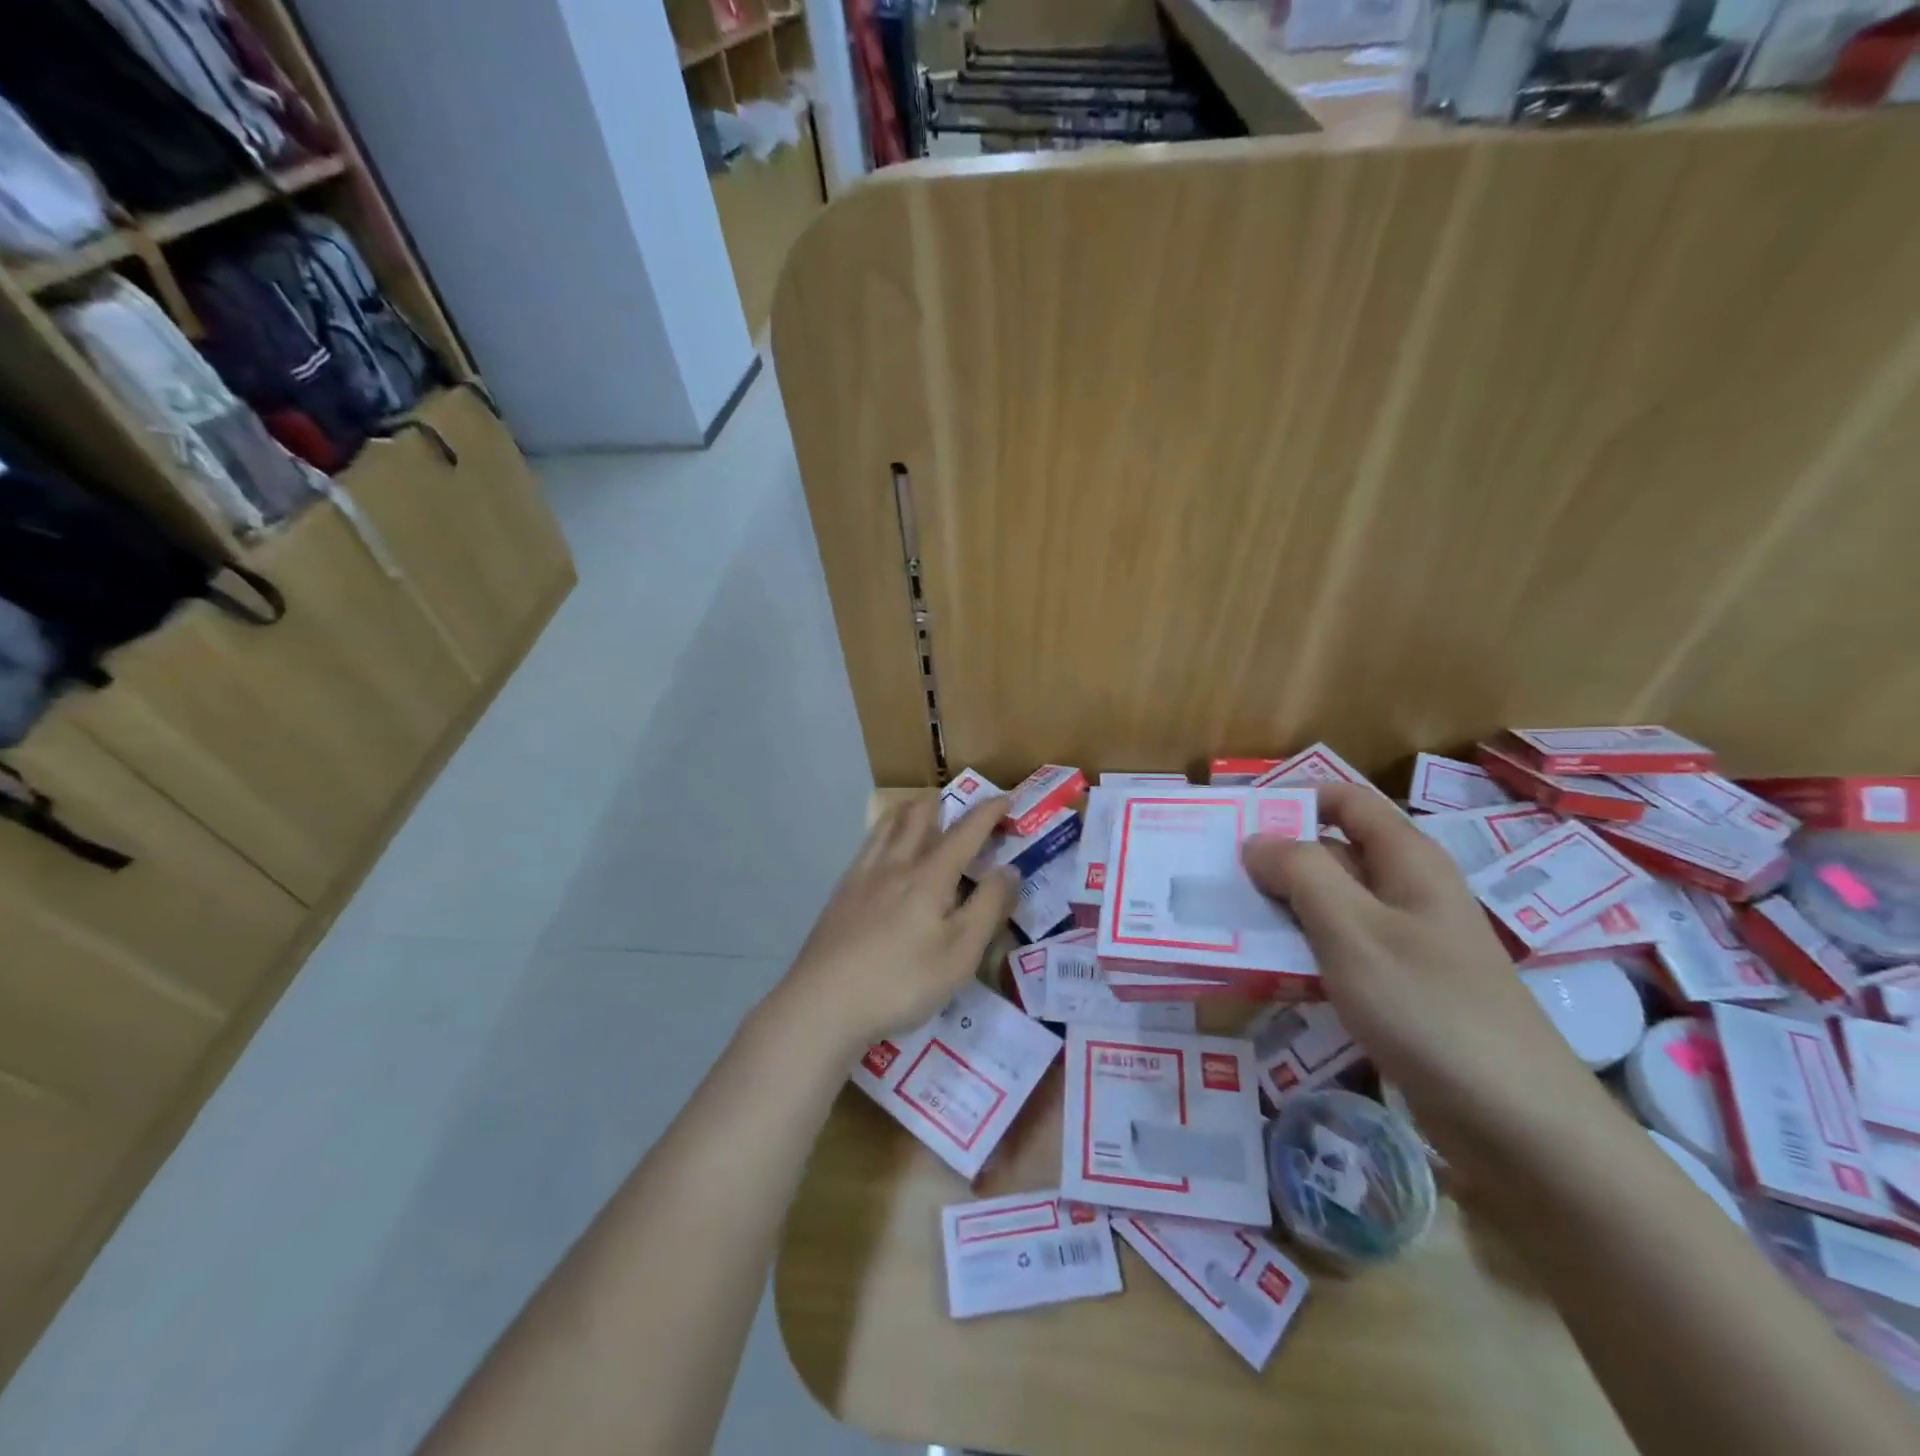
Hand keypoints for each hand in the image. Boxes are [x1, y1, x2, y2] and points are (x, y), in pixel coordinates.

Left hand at [773, 795, 1015, 1057]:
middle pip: (918, 817)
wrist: (824, 1002)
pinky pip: (867, 847)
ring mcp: (862, 876)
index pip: (966, 832)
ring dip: (908, 810)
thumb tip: (1009, 869)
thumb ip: (988, 907)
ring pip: (887, 826)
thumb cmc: (902, 981)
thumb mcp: (961, 953)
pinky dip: (882, 833)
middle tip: (957, 801)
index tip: (1005, 798)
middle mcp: (896, 865)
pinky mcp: (840, 894)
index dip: (988, 812)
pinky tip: (880, 849)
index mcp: (930, 876)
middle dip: (942, 802)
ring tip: (918, 808)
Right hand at [1241, 784, 1603, 1168]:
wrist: (1516, 1123)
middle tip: (1213, 881)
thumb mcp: (1353, 929)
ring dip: (1279, 913)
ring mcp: (1401, 942)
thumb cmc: (1429, 1006)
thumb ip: (1299, 873)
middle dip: (1272, 864)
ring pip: (1327, 908)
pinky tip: (1262, 976)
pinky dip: (1299, 956)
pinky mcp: (1395, 987)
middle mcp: (1404, 891)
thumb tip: (1255, 840)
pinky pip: (1336, 954)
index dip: (1292, 800)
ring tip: (1222, 926)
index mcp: (1405, 860)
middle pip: (1329, 855)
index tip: (1236, 822)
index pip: (1344, 801)